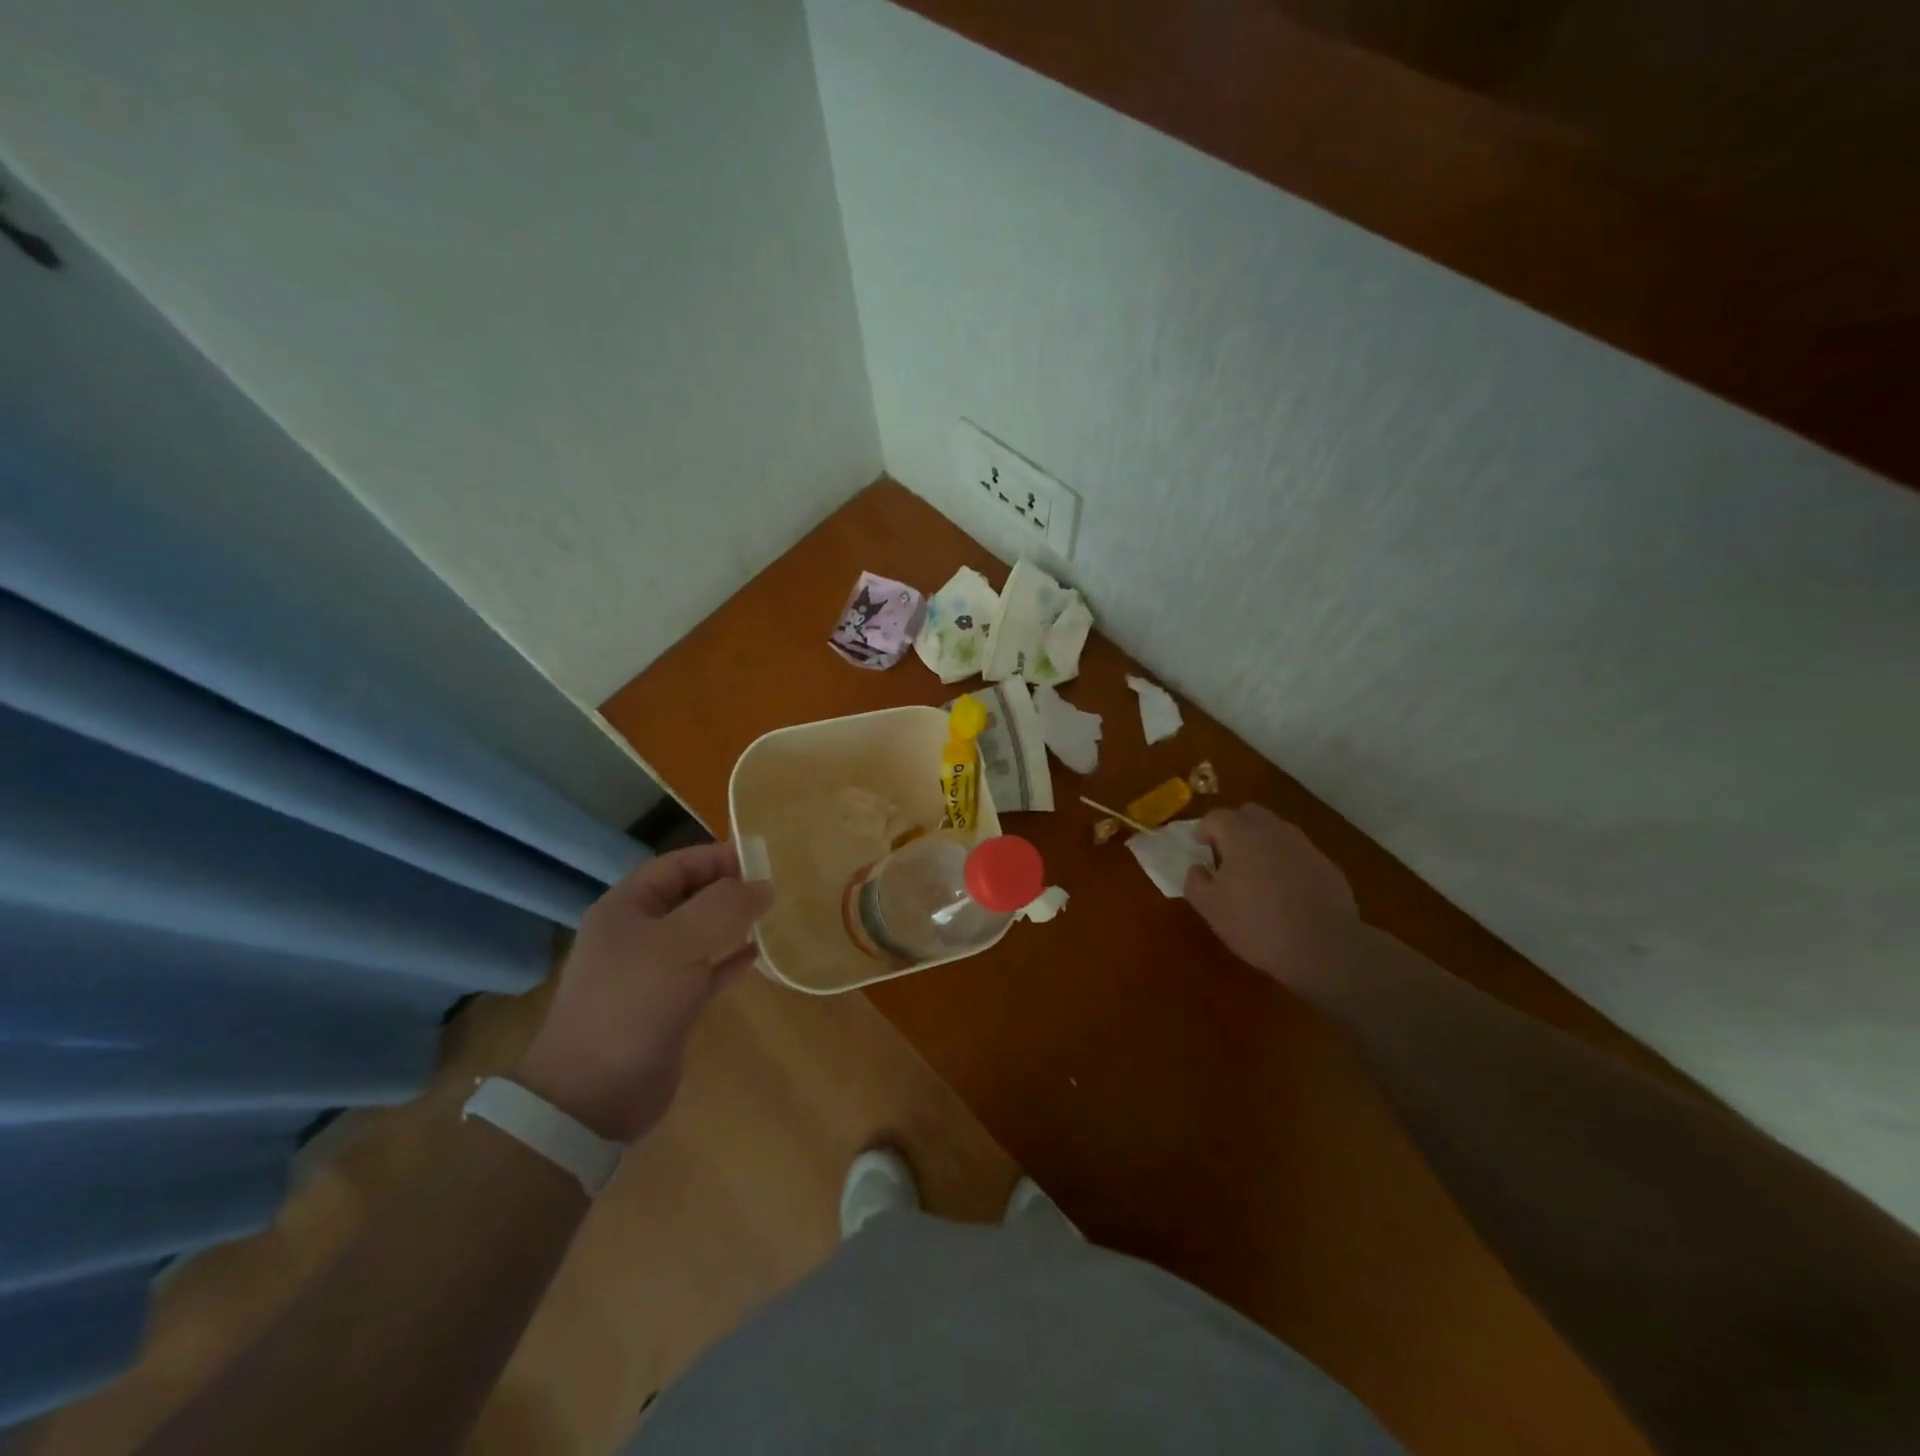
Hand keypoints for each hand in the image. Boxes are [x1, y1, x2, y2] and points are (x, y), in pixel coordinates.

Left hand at [512, 843, 772, 1141]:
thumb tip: (764, 885)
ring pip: (699, 934)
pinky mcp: (667, 1006)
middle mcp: (636, 934)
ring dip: (733, 924)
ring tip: (772, 917)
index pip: (677, 865)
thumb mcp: (680, 943)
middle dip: (729, 889)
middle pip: (689, 897)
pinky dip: (729, 961)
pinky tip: (758, 957)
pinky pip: (705, 971)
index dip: (717, 857)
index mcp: (626, 908)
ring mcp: (650, 972)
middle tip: (774, 888)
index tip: (762, 860)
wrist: (593, 1095)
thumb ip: (725, 906)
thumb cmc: (633, 1003)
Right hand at [1184, 804, 1357, 983]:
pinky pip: (1296, 852)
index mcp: (1240, 835)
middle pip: (1248, 814)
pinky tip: (1284, 890)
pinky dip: (1284, 861)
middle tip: (1225, 853)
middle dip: (1233, 827)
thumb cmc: (1257, 924)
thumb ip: (1195, 882)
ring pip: (1275, 831)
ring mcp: (1304, 845)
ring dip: (1260, 843)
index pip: (1216, 817)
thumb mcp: (1211, 909)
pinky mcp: (1326, 864)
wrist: (1324, 947)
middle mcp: (1273, 830)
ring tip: (1254, 873)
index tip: (1199, 847)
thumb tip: (1197, 868)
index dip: (1203, 830)